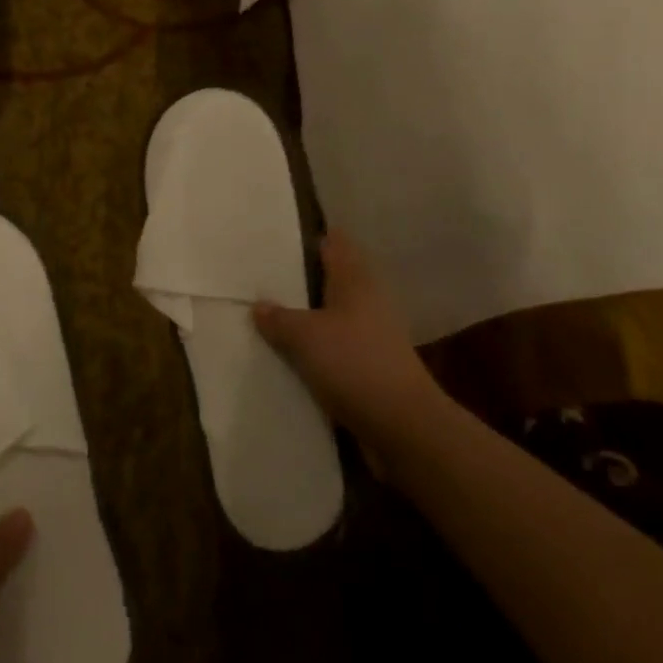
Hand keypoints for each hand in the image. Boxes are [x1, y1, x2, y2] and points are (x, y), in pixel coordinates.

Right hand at [253, 231, 444, 465]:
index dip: (308, 236)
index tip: (276, 236)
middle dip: (300, 279)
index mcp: (355, 278)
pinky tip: (291, 355)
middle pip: (331, 278)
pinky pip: (337, 345)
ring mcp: (373, 333)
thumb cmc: (354, 364)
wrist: (403, 426)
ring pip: (332, 313)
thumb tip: (258, 305)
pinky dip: (317, 347)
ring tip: (269, 316)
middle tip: (262, 278)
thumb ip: (278, 318)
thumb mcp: (305, 337)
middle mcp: (367, 298)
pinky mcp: (372, 364)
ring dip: (307, 316)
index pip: (332, 242)